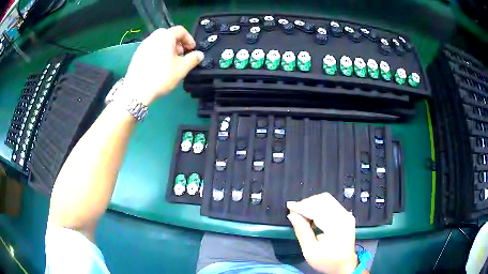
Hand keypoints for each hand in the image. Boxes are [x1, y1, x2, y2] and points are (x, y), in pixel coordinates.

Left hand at [123, 26, 203, 104]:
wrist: (137, 91)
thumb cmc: (161, 77)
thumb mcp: (182, 68)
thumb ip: (193, 59)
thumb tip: (199, 55)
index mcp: (165, 37)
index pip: (180, 30)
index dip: (189, 39)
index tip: (192, 49)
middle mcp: (153, 37)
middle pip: (169, 34)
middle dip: (177, 43)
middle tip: (181, 55)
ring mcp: (143, 46)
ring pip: (159, 41)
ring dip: (167, 48)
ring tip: (169, 62)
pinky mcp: (137, 55)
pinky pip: (151, 49)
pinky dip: (157, 53)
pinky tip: (158, 66)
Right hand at [287, 193, 356, 273]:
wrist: (344, 265)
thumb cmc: (327, 261)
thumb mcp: (310, 251)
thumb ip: (302, 231)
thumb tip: (292, 215)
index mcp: (336, 226)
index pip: (317, 209)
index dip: (301, 206)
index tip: (289, 206)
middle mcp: (343, 216)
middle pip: (323, 199)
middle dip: (306, 203)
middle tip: (295, 213)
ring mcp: (346, 214)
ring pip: (327, 199)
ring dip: (312, 203)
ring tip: (302, 215)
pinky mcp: (346, 215)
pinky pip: (331, 203)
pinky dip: (319, 206)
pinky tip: (312, 216)